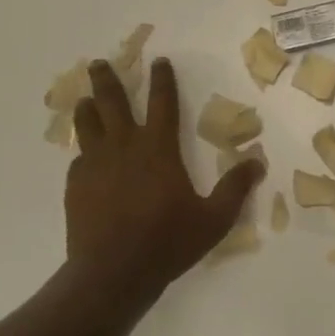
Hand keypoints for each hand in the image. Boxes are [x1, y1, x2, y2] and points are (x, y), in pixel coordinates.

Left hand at [66, 56, 262, 297]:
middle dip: (107, 78)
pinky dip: (83, 153)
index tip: (159, 61)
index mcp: (158, 148)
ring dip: (87, 107)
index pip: (163, 101)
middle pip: (113, 101)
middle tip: (100, 63)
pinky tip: (83, 158)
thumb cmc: (166, 242)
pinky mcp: (76, 185)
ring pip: (87, 124)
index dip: (162, 79)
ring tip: (84, 99)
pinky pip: (78, 159)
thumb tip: (258, 162)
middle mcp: (125, 146)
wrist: (112, 274)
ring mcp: (96, 164)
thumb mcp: (213, 219)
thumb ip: (235, 189)